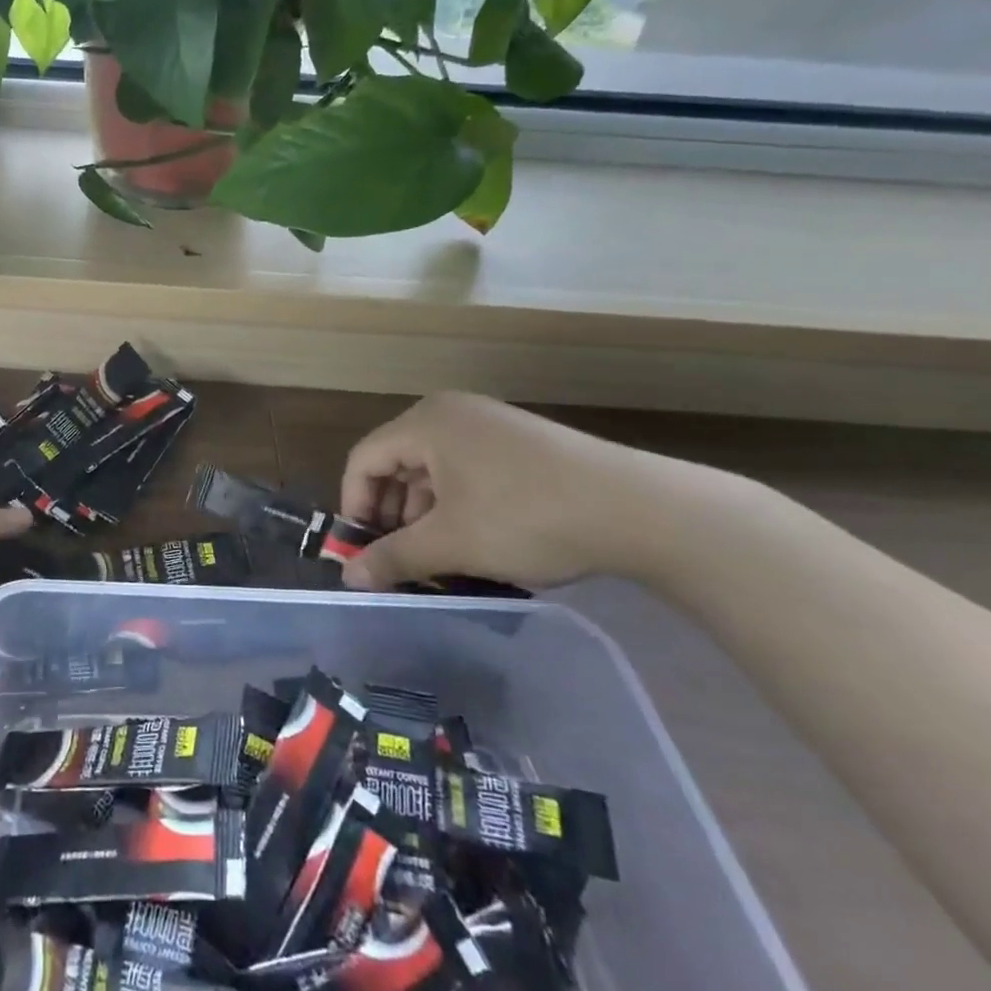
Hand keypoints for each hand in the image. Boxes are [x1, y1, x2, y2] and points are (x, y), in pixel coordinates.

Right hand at [339, 393, 673, 592]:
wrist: (640, 509)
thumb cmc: (527, 517)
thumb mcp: (452, 543)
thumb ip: (394, 557)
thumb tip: (349, 578)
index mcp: (426, 422)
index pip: (364, 459)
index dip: (355, 506)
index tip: (363, 551)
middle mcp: (452, 412)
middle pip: (397, 461)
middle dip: (393, 513)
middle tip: (402, 557)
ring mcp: (490, 423)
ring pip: (434, 468)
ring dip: (425, 512)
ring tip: (440, 554)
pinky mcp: (520, 441)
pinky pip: (467, 468)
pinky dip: (458, 503)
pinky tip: (476, 538)